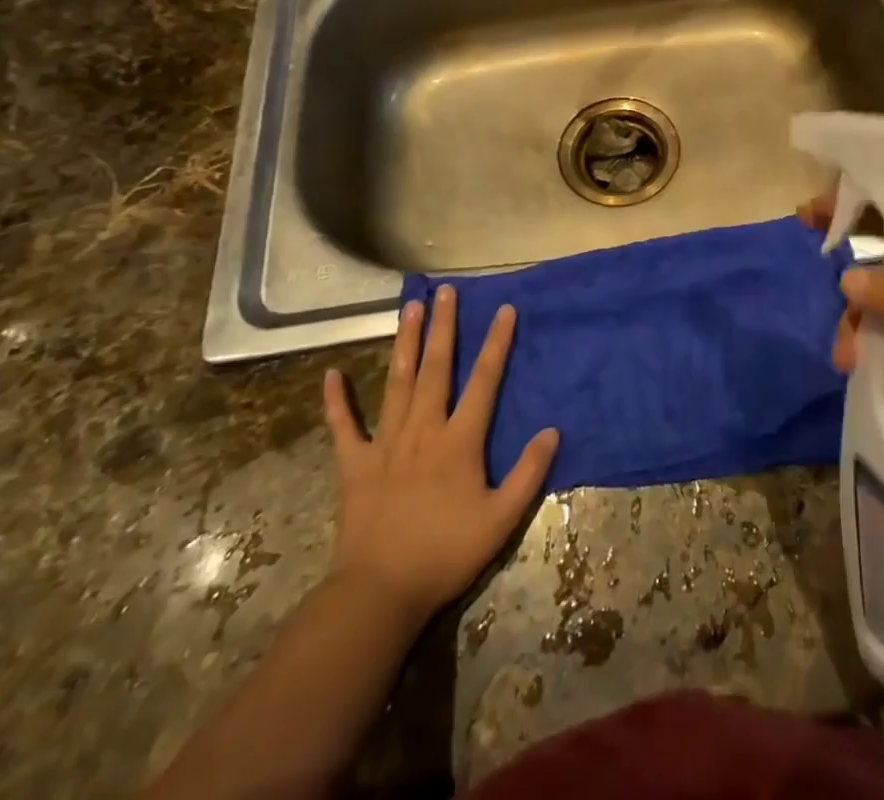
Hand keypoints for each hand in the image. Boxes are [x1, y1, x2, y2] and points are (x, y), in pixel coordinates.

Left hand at [321, 285, 558, 623]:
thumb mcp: (501, 519)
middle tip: (445, 291)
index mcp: (459, 440)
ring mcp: (385, 443)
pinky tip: (331, 374)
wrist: (380, 592)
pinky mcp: (354, 464)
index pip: (484, 380)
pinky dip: (337, 401)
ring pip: (397, 382)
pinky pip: (344, 426)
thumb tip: (552, 431)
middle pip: (436, 368)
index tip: (503, 309)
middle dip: (443, 326)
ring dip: (404, 342)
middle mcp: (423, 429)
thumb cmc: (446, 553)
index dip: (496, 343)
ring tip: (409, 308)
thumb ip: (528, 473)